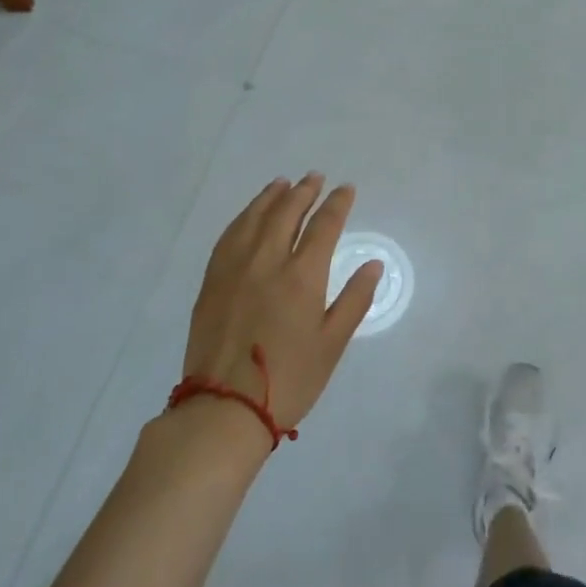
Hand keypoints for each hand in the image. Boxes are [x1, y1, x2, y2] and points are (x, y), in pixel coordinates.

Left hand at [179, 174, 382, 436]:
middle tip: (314, 177)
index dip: (337, 204)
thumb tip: (373, 264)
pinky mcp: (212, 282)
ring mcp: (234, 269)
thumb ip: (354, 300)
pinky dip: (242, 218)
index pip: (324, 226)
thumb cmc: (290, 380)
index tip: (346, 189)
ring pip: (254, 219)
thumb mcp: (333, 344)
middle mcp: (267, 261)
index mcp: (302, 276)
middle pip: (286, 213)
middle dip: (304, 192)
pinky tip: (248, 215)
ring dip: (271, 197)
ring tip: (282, 183)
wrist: (224, 408)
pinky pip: (228, 236)